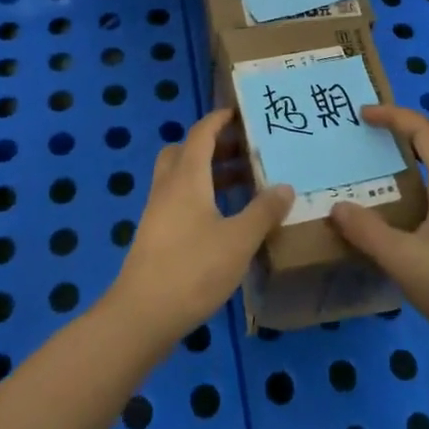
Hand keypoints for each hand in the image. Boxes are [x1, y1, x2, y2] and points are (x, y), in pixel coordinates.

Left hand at [106, 107, 292, 344]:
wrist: (142, 316)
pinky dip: (200, 196)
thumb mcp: (239, 240)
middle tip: (244, 150)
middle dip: (214, 144)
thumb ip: (263, 212)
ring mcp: (158, 212)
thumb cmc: (192, 269)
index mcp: (187, 177)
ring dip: (208, 172)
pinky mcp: (155, 235)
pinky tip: (223, 218)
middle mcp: (168, 187)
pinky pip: (179, 199)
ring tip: (242, 182)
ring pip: (180, 176)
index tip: (239, 112)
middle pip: (185, 151)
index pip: (201, 134)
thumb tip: (285, 186)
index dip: (218, 119)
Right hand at [329, 104, 428, 358]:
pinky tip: (400, 219)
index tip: (364, 115)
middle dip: (399, 135)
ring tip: (375, 176)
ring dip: (408, 165)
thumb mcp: (403, 259)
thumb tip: (337, 206)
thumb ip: (367, 232)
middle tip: (366, 140)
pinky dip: (416, 191)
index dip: (394, 116)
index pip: (424, 131)